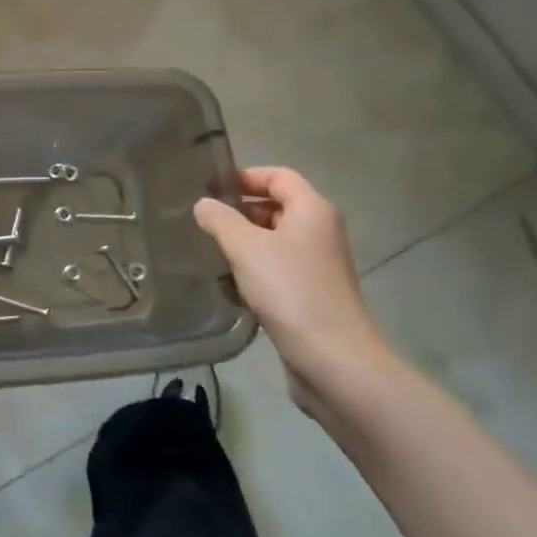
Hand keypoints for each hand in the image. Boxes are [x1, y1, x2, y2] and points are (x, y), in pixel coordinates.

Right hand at [194, 167, 393, 416]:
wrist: (333, 360)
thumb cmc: (289, 290)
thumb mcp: (245, 247)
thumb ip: (220, 219)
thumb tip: (203, 205)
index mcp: (312, 210)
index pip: (278, 176)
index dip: (245, 177)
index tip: (212, 189)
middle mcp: (320, 232)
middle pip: (277, 206)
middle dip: (241, 211)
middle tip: (206, 222)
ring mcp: (318, 266)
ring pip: (275, 241)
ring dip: (245, 243)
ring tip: (212, 253)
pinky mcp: (313, 295)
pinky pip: (279, 270)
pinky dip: (255, 271)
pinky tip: (231, 286)